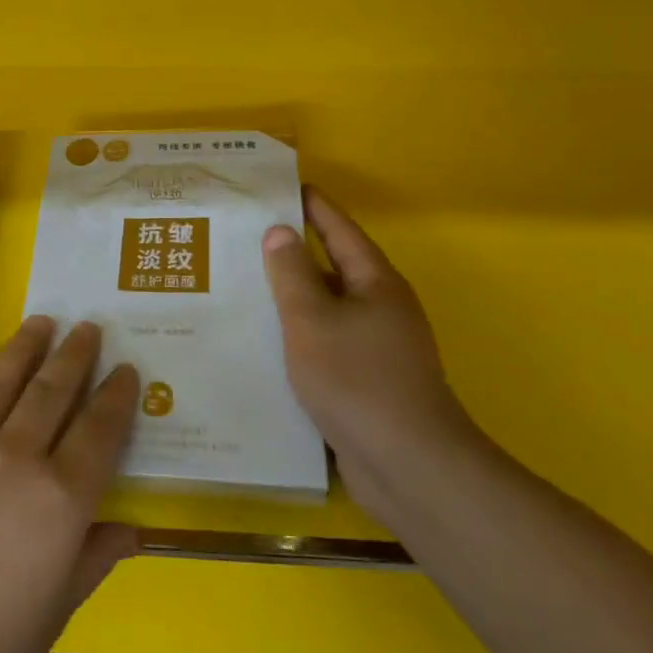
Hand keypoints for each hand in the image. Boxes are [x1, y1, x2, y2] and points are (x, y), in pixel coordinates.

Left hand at [0, 317, 140, 652]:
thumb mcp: (55, 613)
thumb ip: (93, 559)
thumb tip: (129, 529)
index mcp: (60, 502)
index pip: (100, 431)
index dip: (116, 396)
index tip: (126, 370)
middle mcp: (16, 459)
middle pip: (54, 391)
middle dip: (76, 355)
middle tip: (88, 328)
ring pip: (3, 380)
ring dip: (26, 346)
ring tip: (43, 321)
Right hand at [262, 186, 477, 507]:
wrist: (408, 466)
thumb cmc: (357, 379)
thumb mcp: (312, 320)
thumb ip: (292, 274)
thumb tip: (280, 232)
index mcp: (375, 284)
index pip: (340, 230)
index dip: (312, 206)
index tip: (283, 186)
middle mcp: (380, 309)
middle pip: (332, 269)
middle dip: (293, 254)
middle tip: (245, 238)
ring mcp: (376, 348)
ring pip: (325, 311)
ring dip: (290, 299)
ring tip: (243, 287)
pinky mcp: (366, 383)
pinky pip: (324, 345)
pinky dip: (297, 338)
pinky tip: (263, 344)